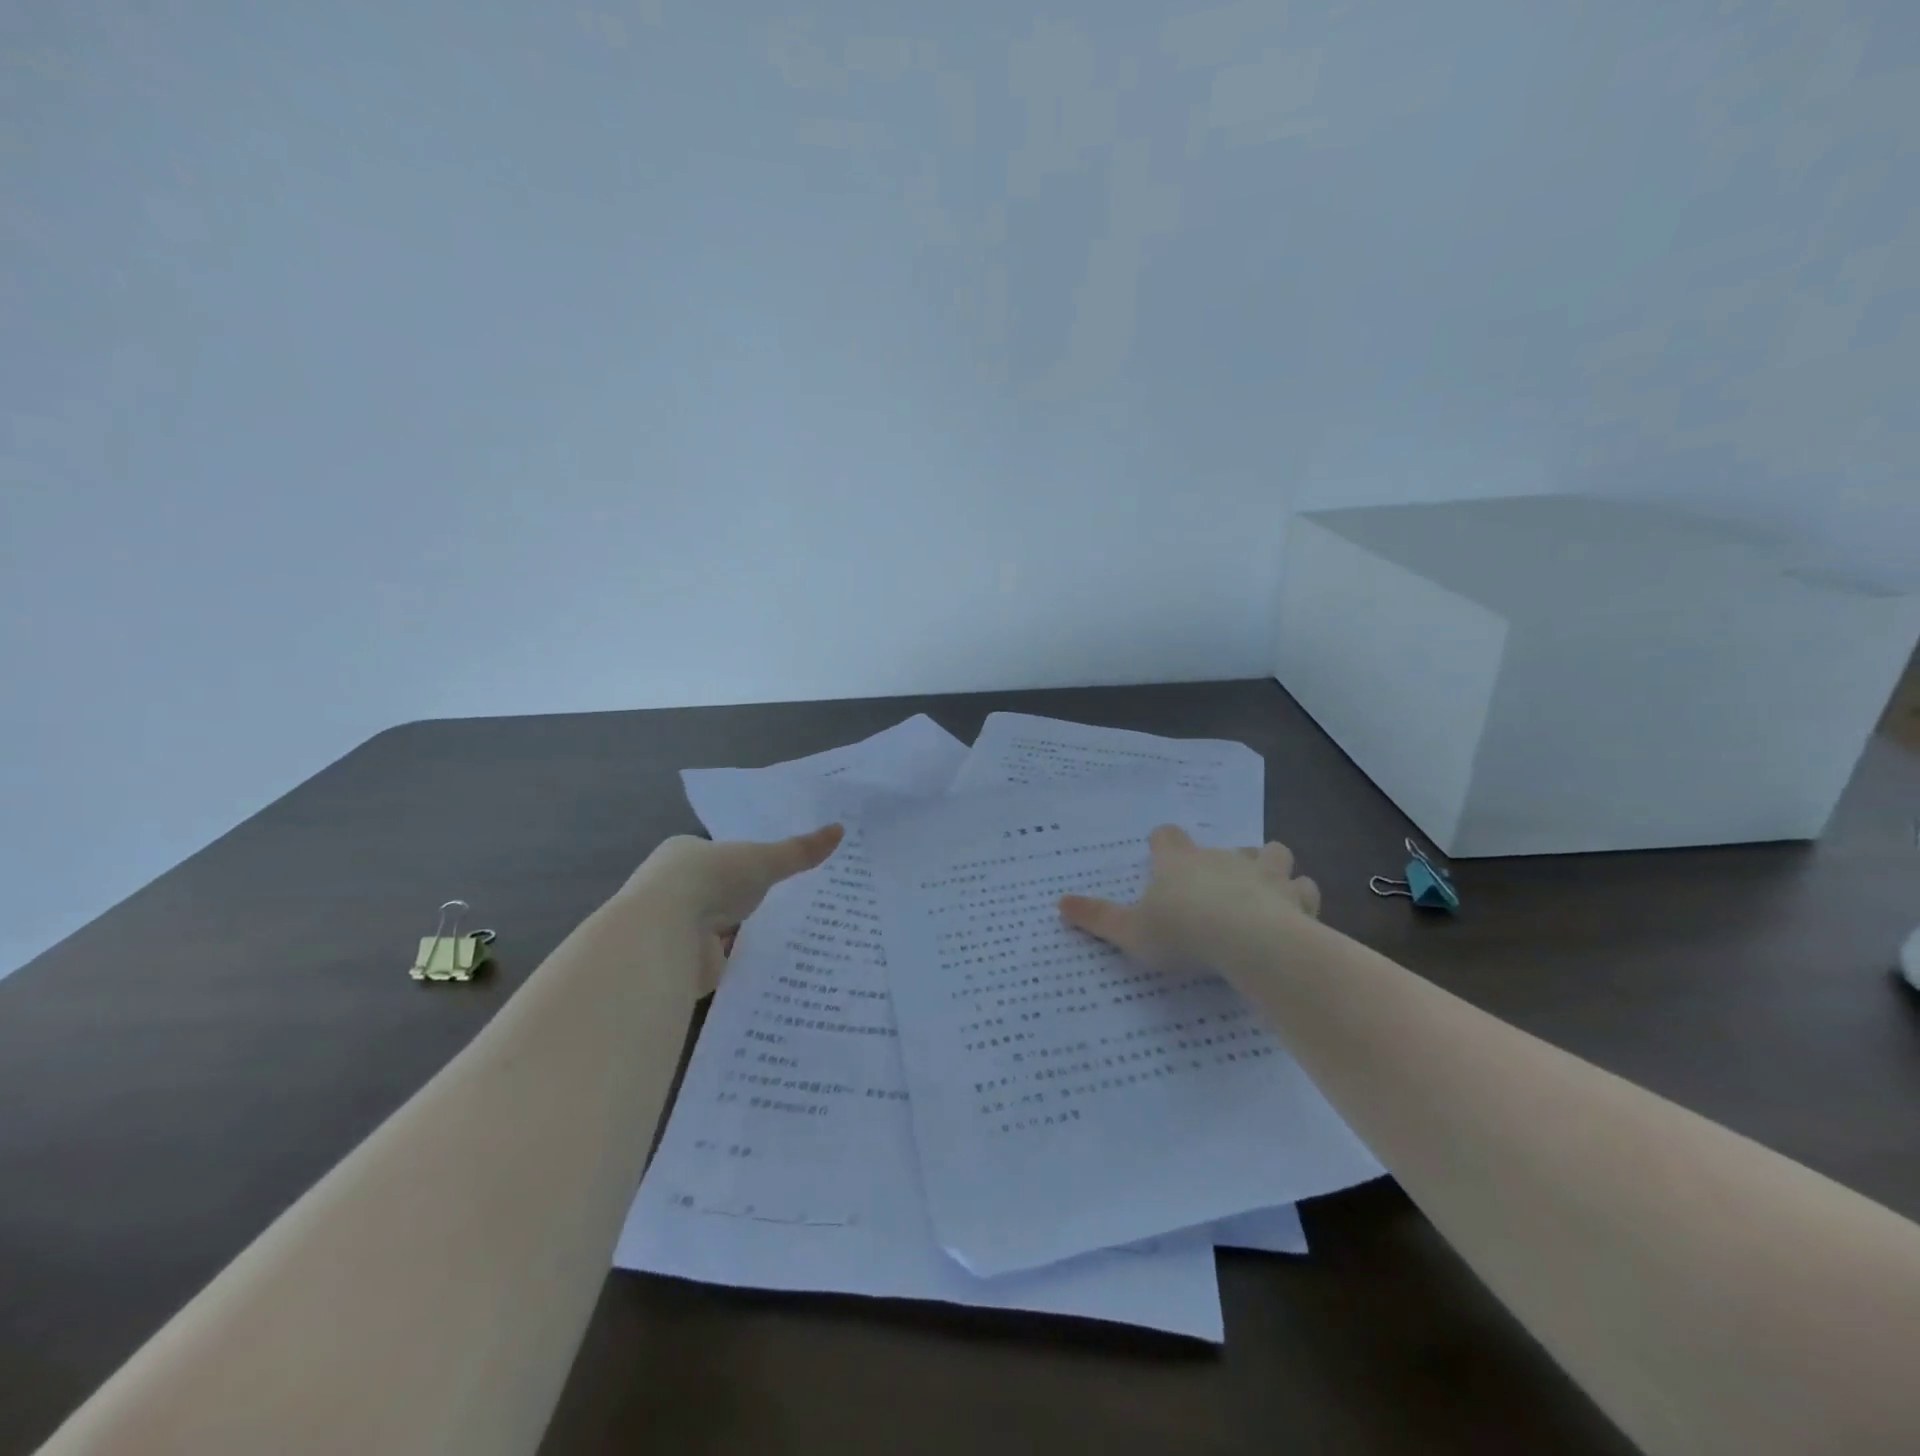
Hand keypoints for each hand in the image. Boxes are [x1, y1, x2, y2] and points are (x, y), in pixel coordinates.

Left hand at [627, 824, 843, 994]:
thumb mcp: (763, 859)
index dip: (749, 863)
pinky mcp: (684, 964)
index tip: (781, 872)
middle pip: (722, 893)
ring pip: (722, 928)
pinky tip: (772, 962)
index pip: (721, 856)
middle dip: (750, 900)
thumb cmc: (709, 881)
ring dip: (745, 932)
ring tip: (794, 934)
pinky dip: (742, 961)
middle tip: (797, 903)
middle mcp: (675, 889)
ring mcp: (677, 929)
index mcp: (685, 855)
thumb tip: (840, 830)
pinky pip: (721, 960)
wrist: (664, 935)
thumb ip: (798, 851)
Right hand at [1059, 825, 1320, 972]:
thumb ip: (1097, 917)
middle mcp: (1222, 858)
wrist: (1247, 941)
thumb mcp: (1130, 930)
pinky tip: (1295, 915)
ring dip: (1270, 868)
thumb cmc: (1182, 931)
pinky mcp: (1294, 897)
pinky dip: (1300, 899)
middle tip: (1218, 885)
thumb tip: (1059, 904)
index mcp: (1180, 862)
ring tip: (1265, 890)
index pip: (1168, 837)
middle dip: (1225, 860)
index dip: (1164, 842)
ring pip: (1273, 854)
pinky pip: (1304, 888)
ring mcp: (1263, 873)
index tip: (1161, 851)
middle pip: (1226, 845)